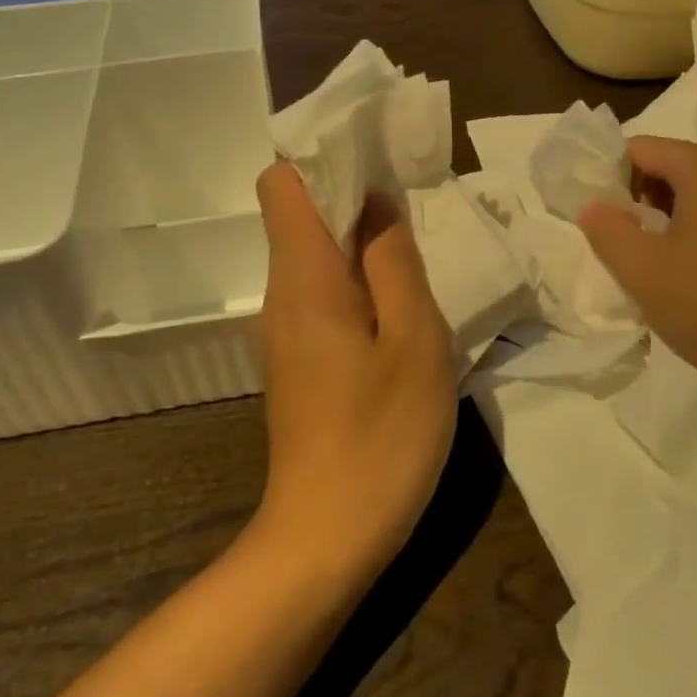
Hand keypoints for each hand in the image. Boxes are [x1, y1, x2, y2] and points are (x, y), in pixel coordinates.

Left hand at [252, 163, 456, 582]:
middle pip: (299, 214)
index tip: (376, 158)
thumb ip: (395, 263)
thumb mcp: (414, 341)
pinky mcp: (300, 358)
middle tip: (414, 199)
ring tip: (415, 246)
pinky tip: (400, 302)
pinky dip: (357, 277)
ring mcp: (286, 329)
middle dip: (352, 192)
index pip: (281, 184)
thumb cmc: (380, 437)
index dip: (322, 158)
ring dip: (359, 237)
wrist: (325, 538)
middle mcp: (283, 294)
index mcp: (304, 278)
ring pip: (314, 253)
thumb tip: (378, 204)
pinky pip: (322, 292)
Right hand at [578, 136, 696, 395]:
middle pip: (673, 166)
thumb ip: (606, 229)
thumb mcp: (642, 271)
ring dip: (674, 218)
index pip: (640, 149)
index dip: (610, 178)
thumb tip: (593, 205)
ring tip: (663, 265)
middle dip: (642, 200)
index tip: (600, 219)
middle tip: (627, 246)